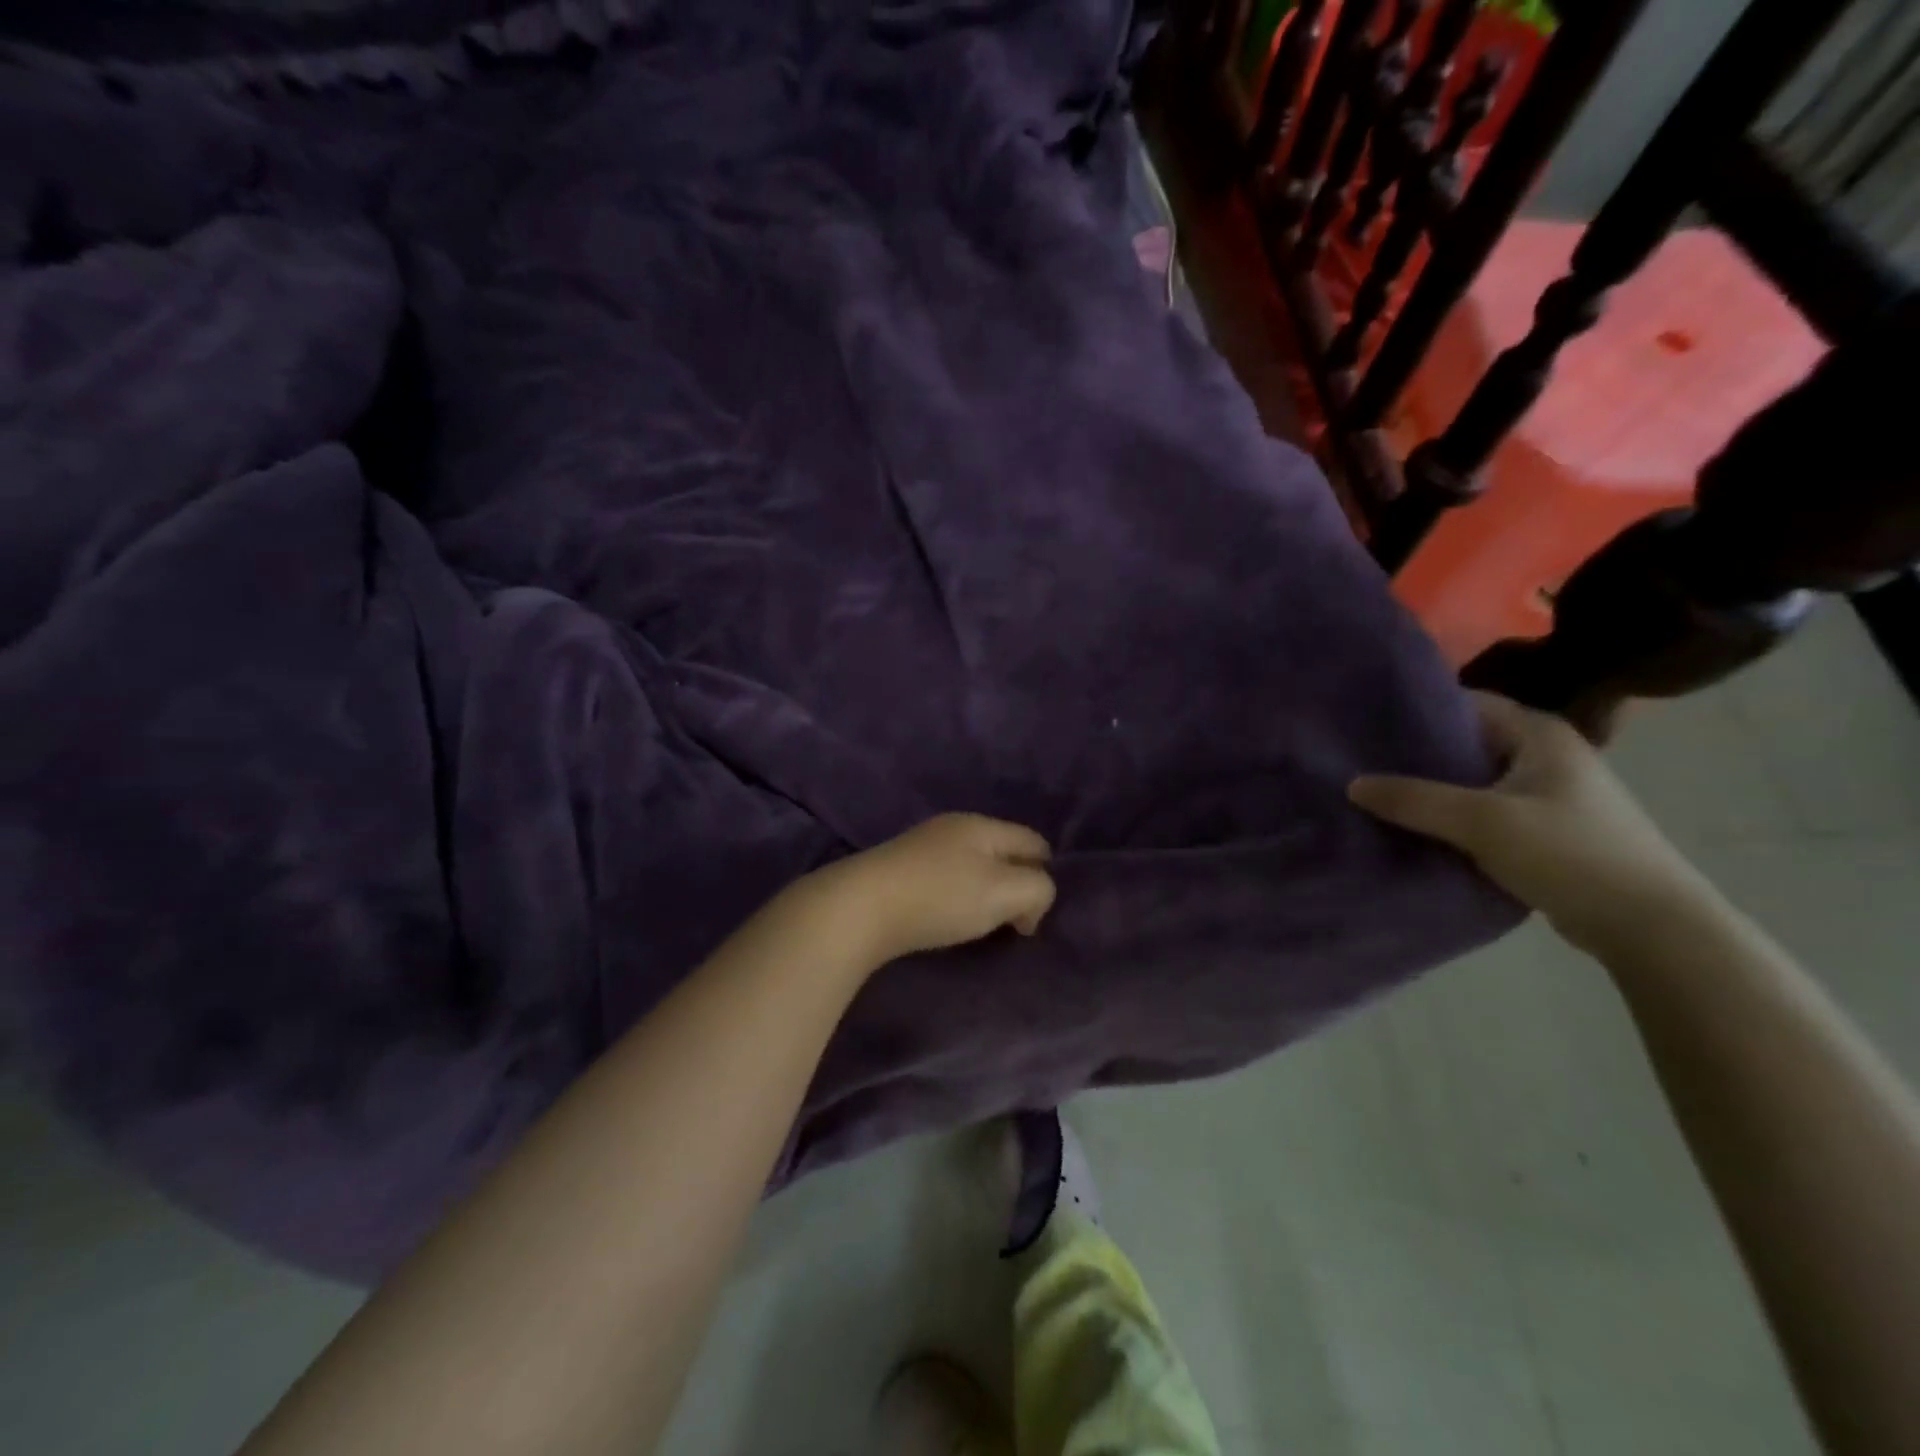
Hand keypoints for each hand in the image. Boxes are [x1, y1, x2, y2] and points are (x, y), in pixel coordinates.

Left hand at [817, 813, 1056, 964]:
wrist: (859, 908)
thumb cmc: (941, 897)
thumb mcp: (1005, 892)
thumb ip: (1037, 890)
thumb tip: (1031, 903)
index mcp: (983, 825)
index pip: (1035, 841)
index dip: (1046, 876)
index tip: (1032, 917)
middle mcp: (954, 827)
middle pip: (1003, 852)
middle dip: (1014, 886)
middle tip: (1010, 924)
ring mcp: (922, 846)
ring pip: (973, 866)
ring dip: (984, 895)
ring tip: (978, 926)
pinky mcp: (899, 869)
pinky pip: (945, 879)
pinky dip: (955, 899)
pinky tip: (944, 919)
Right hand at [1348, 693, 1714, 955]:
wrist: (1649, 926)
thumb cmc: (1570, 854)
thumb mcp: (1483, 822)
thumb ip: (1414, 800)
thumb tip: (1352, 784)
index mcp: (1539, 733)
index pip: (1467, 703)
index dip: (1419, 709)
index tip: (1370, 724)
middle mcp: (1546, 754)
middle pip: (1467, 742)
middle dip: (1418, 754)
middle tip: (1363, 762)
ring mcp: (1548, 794)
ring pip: (1473, 781)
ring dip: (1433, 789)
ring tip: (1379, 794)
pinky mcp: (1545, 830)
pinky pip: (1484, 812)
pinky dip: (1452, 817)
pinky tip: (1416, 828)